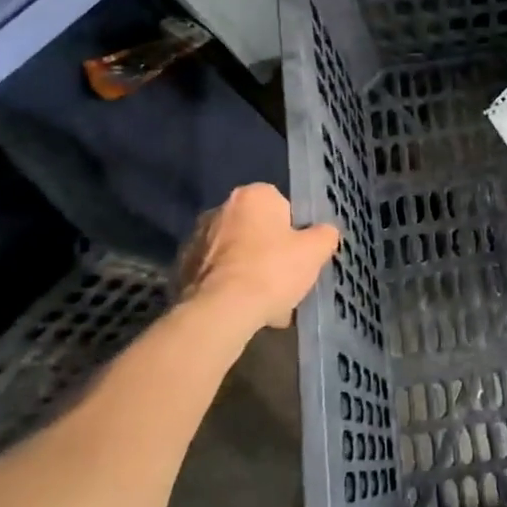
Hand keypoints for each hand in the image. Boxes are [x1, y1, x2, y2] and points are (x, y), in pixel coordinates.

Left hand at [175, 184, 338, 334]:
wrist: (220, 311)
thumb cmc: (272, 270)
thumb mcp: (315, 251)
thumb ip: (324, 235)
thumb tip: (324, 232)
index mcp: (253, 195)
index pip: (281, 206)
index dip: (294, 232)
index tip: (298, 255)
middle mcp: (220, 208)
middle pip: (256, 230)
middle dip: (269, 252)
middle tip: (283, 280)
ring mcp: (196, 239)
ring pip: (236, 254)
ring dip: (249, 271)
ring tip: (266, 305)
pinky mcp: (181, 269)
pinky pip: (216, 275)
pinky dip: (229, 288)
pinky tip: (243, 311)